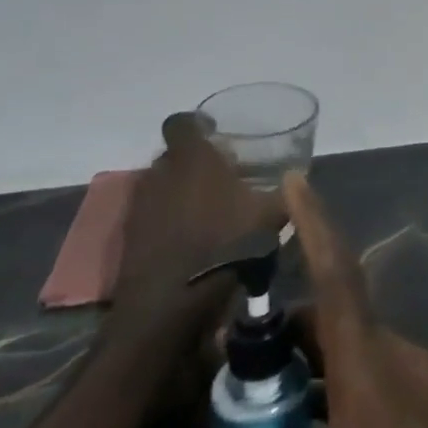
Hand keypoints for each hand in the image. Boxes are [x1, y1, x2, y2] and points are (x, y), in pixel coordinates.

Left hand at [111, 112, 284, 347]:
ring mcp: (140, 206)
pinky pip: (150, 215)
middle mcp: (160, 173)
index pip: (181, 122)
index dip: (196, 124)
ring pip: (160, 185)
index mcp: (192, 158)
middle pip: (171, 154)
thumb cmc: (225, 244)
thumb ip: (285, 193)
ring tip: (206, 207)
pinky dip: (166, 219)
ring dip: (178, 190)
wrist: (169, 305)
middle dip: (192, 160)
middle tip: (219, 173)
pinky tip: (189, 235)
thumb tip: (298, 181)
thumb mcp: (270, 216)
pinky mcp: (129, 237)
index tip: (215, 133)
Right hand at [207, 174, 427, 427]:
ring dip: (315, 353)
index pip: (337, 281)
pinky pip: (376, 369)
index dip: (317, 227)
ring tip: (265, 383)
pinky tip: (313, 418)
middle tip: (242, 345)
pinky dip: (339, 376)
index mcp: (369, 377)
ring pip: (358, 344)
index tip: (296, 184)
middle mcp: (398, 361)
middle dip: (293, 321)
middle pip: (340, 315)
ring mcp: (421, 380)